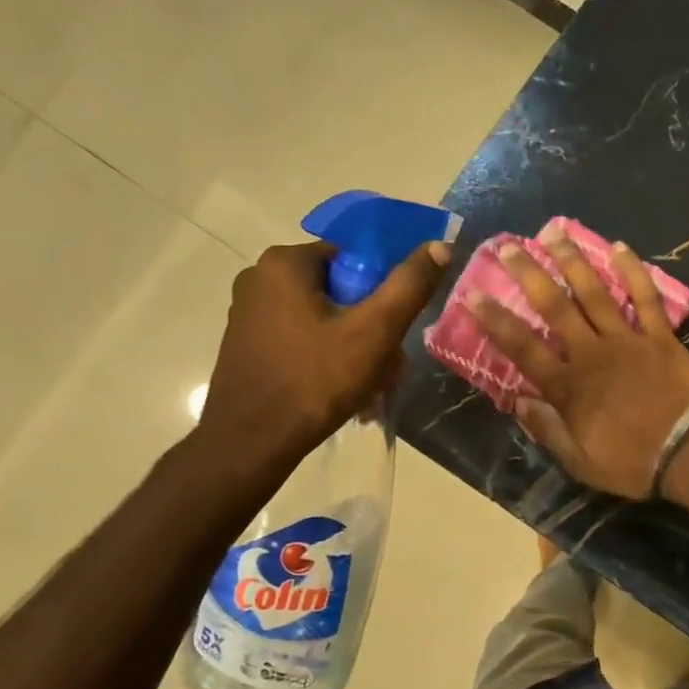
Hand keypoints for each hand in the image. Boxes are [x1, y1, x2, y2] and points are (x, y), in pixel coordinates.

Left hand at [197, 240, 449, 477]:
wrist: (251, 442)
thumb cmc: (315, 380)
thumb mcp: (373, 332)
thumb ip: (409, 286)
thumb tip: (441, 245)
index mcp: (284, 263)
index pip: (353, 259)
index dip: (382, 292)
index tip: (393, 330)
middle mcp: (259, 279)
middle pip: (339, 291)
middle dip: (370, 326)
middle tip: (388, 364)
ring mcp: (248, 314)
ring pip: (323, 319)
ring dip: (354, 347)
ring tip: (371, 385)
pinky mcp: (248, 345)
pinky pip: (302, 340)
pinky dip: (327, 359)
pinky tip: (343, 391)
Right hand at [468, 231, 688, 499]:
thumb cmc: (634, 463)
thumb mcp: (581, 462)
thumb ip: (548, 431)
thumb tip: (520, 403)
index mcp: (568, 387)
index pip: (522, 348)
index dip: (496, 321)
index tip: (473, 294)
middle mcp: (592, 353)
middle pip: (555, 307)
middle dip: (529, 274)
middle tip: (510, 246)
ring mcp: (628, 340)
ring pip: (595, 293)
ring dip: (573, 261)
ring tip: (554, 233)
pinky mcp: (661, 336)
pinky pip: (645, 298)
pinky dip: (633, 272)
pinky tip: (619, 247)